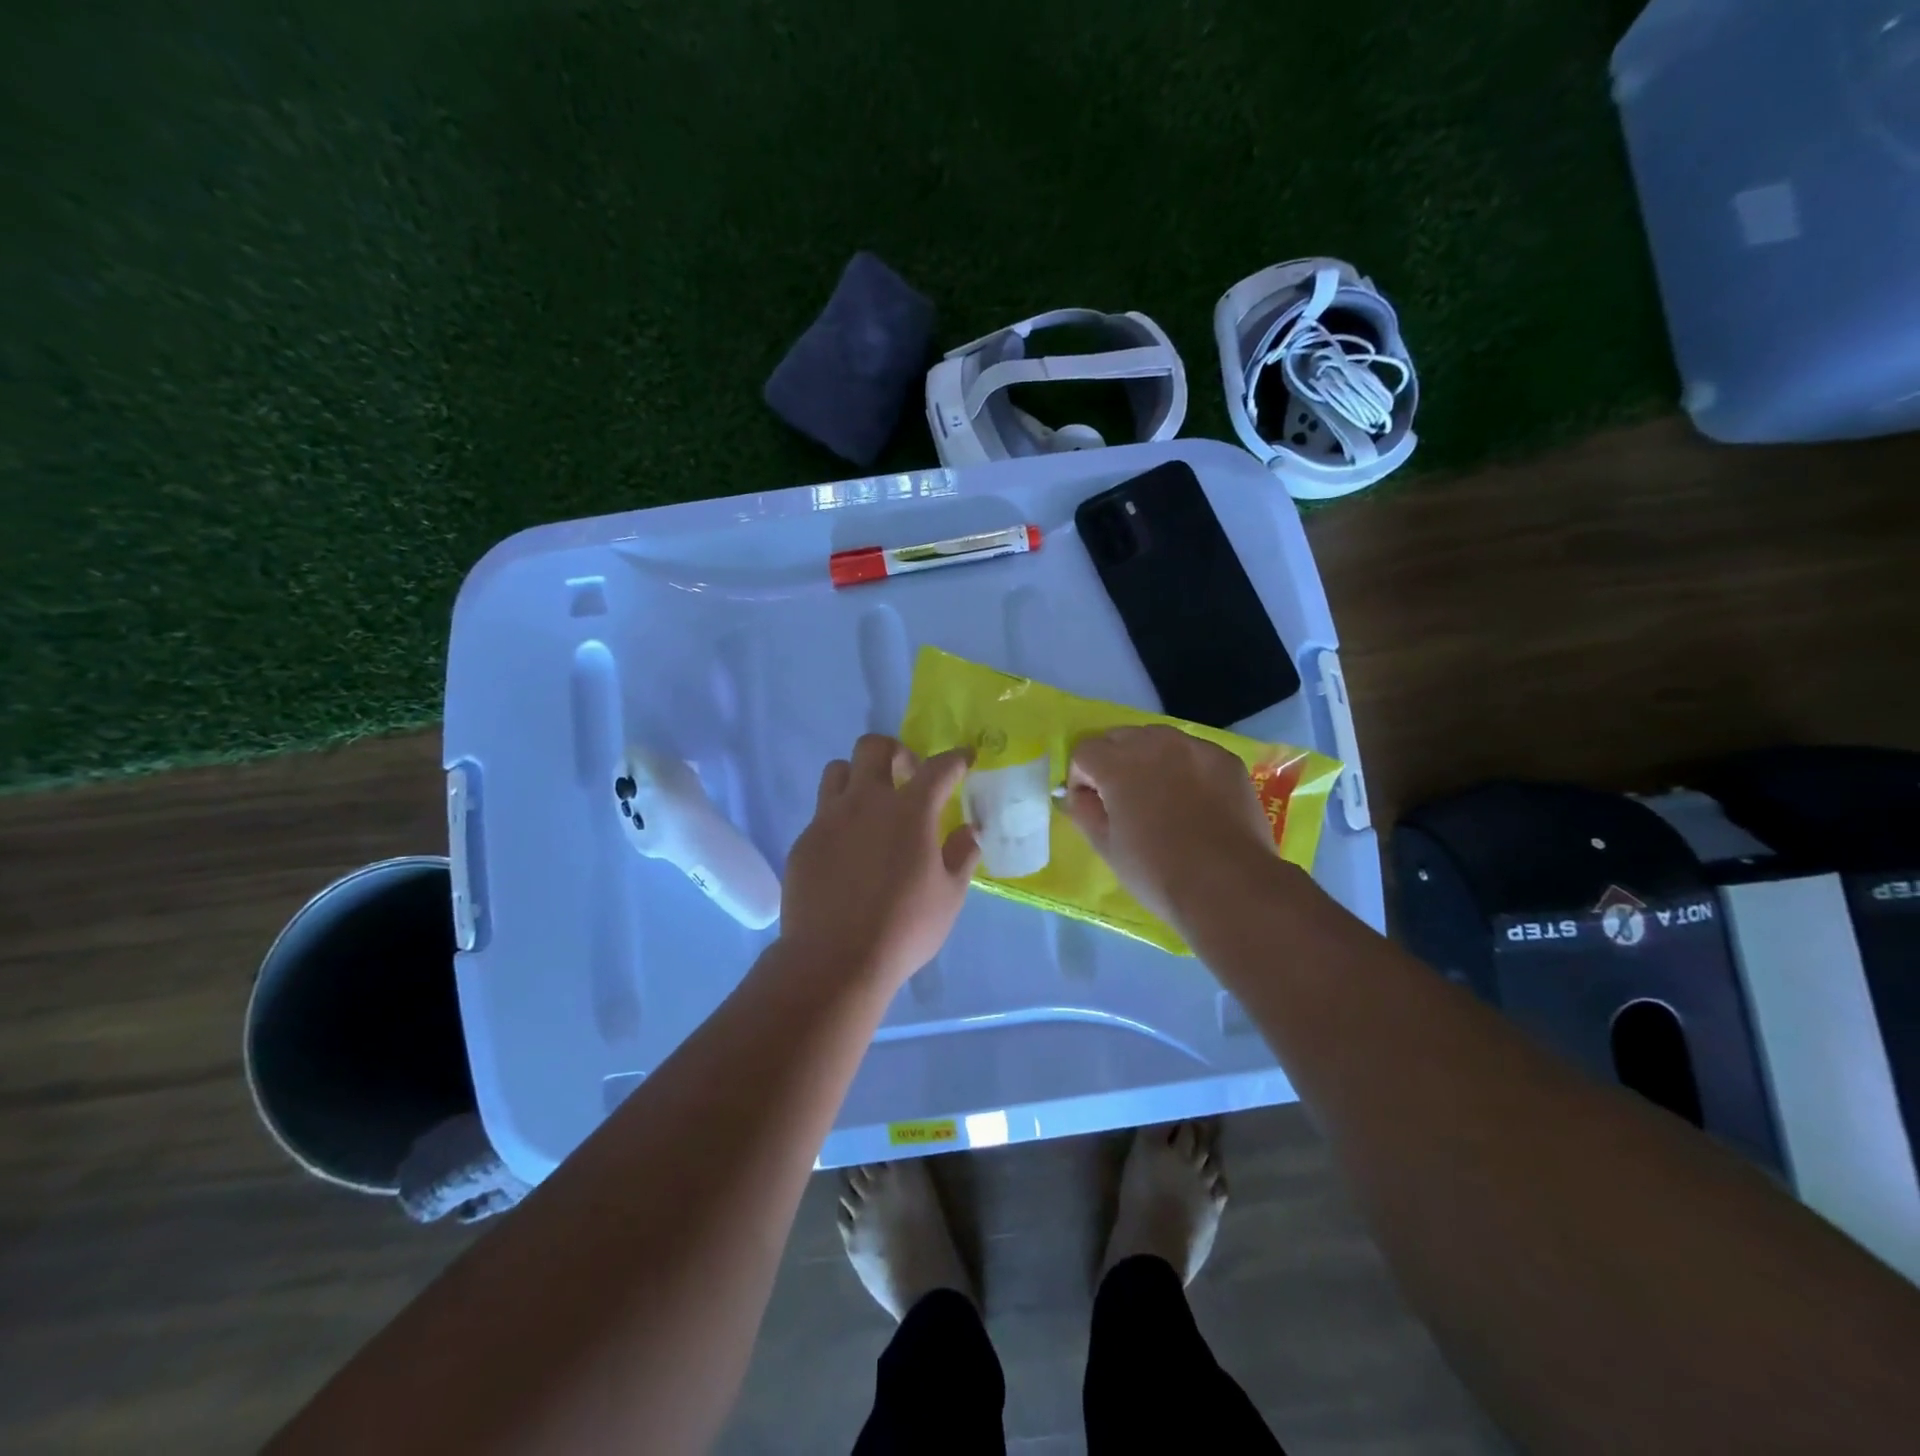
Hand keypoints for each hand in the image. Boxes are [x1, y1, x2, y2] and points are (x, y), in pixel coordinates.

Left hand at [780, 735, 979, 988]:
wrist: (834, 959)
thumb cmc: (904, 928)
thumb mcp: (949, 896)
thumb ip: (962, 855)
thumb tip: (969, 830)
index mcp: (910, 811)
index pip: (938, 768)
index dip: (955, 759)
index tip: (964, 759)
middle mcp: (866, 802)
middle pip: (874, 747)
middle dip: (895, 751)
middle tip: (907, 776)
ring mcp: (829, 819)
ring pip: (838, 770)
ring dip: (859, 776)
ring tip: (871, 805)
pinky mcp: (804, 841)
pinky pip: (822, 813)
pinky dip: (839, 818)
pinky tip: (848, 850)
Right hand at [1063, 725, 1274, 925]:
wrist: (1228, 885)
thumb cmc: (1156, 871)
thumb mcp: (1106, 847)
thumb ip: (1084, 812)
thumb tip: (1079, 796)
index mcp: (1118, 764)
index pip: (1085, 751)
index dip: (1081, 778)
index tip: (1090, 805)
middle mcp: (1155, 743)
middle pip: (1120, 737)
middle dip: (1112, 762)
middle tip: (1122, 799)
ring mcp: (1195, 748)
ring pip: (1158, 739)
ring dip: (1148, 759)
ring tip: (1159, 795)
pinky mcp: (1226, 760)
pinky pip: (1194, 753)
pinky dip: (1185, 768)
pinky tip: (1194, 801)